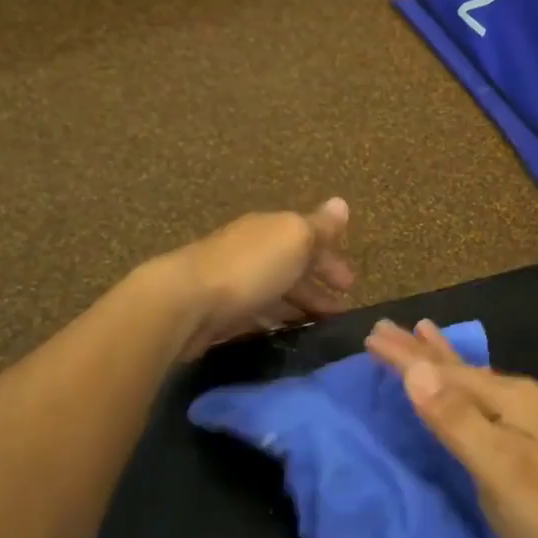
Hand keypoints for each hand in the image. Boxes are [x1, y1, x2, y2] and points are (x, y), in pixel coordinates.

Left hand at [156, 197, 354, 360]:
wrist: (187, 302)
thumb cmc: (250, 267)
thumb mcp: (294, 238)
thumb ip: (319, 226)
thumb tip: (342, 203)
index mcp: (271, 230)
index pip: (308, 239)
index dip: (331, 260)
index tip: (351, 286)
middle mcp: (252, 251)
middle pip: (292, 267)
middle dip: (318, 287)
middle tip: (340, 313)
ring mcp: (234, 282)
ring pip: (275, 293)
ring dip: (299, 306)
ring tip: (319, 328)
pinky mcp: (221, 313)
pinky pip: (257, 314)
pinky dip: (276, 321)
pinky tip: (286, 334)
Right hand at [364, 320, 537, 537]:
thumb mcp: (497, 466)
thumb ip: (455, 418)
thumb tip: (415, 369)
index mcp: (514, 397)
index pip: (447, 371)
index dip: (407, 356)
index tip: (370, 335)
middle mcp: (524, 399)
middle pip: (461, 369)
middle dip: (422, 350)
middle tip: (385, 328)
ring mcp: (532, 421)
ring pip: (474, 382)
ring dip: (443, 363)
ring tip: (424, 334)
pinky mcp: (533, 444)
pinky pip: (483, 401)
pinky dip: (461, 388)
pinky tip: (466, 388)